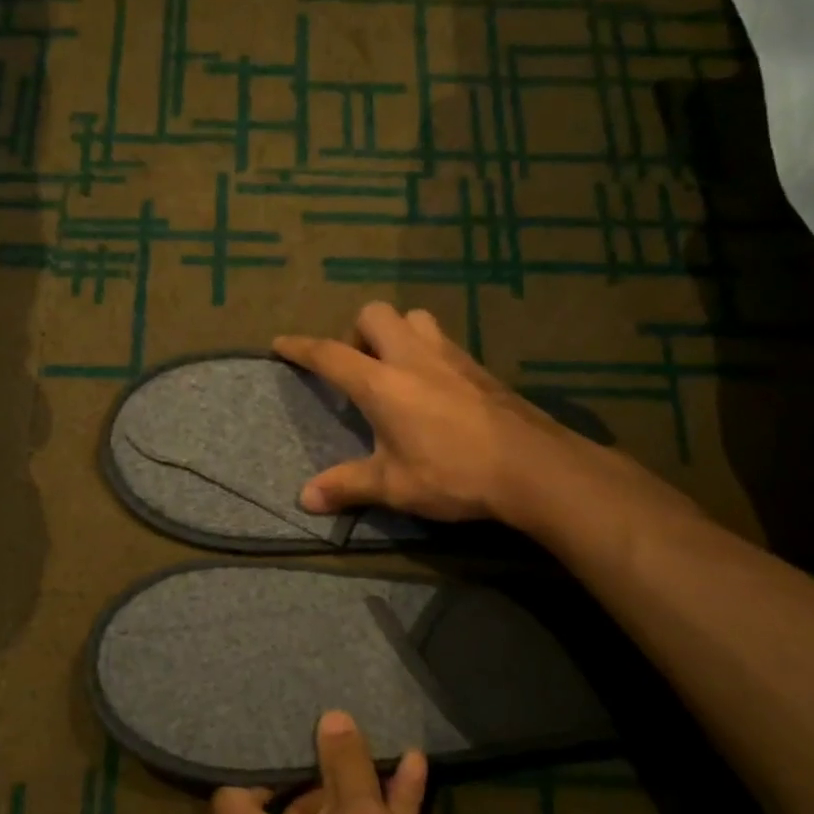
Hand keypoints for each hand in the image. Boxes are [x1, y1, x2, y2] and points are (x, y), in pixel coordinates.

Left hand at [212, 711, 490, 813]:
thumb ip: (344, 766)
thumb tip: (329, 718)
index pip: (234, 798)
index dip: (252, 762)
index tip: (277, 727)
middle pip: (291, 805)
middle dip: (317, 764)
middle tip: (330, 716)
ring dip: (360, 783)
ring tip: (373, 730)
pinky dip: (390, 807)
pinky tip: (415, 762)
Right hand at [274, 302, 570, 522]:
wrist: (532, 466)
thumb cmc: (453, 473)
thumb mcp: (393, 486)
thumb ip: (347, 486)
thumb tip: (304, 500)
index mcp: (382, 382)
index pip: (330, 354)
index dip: (301, 347)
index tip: (281, 342)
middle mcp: (413, 357)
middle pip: (374, 314)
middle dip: (356, 331)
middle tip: (359, 368)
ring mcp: (451, 356)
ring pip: (415, 317)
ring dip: (397, 333)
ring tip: (396, 371)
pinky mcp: (479, 367)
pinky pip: (444, 341)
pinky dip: (427, 351)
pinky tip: (435, 388)